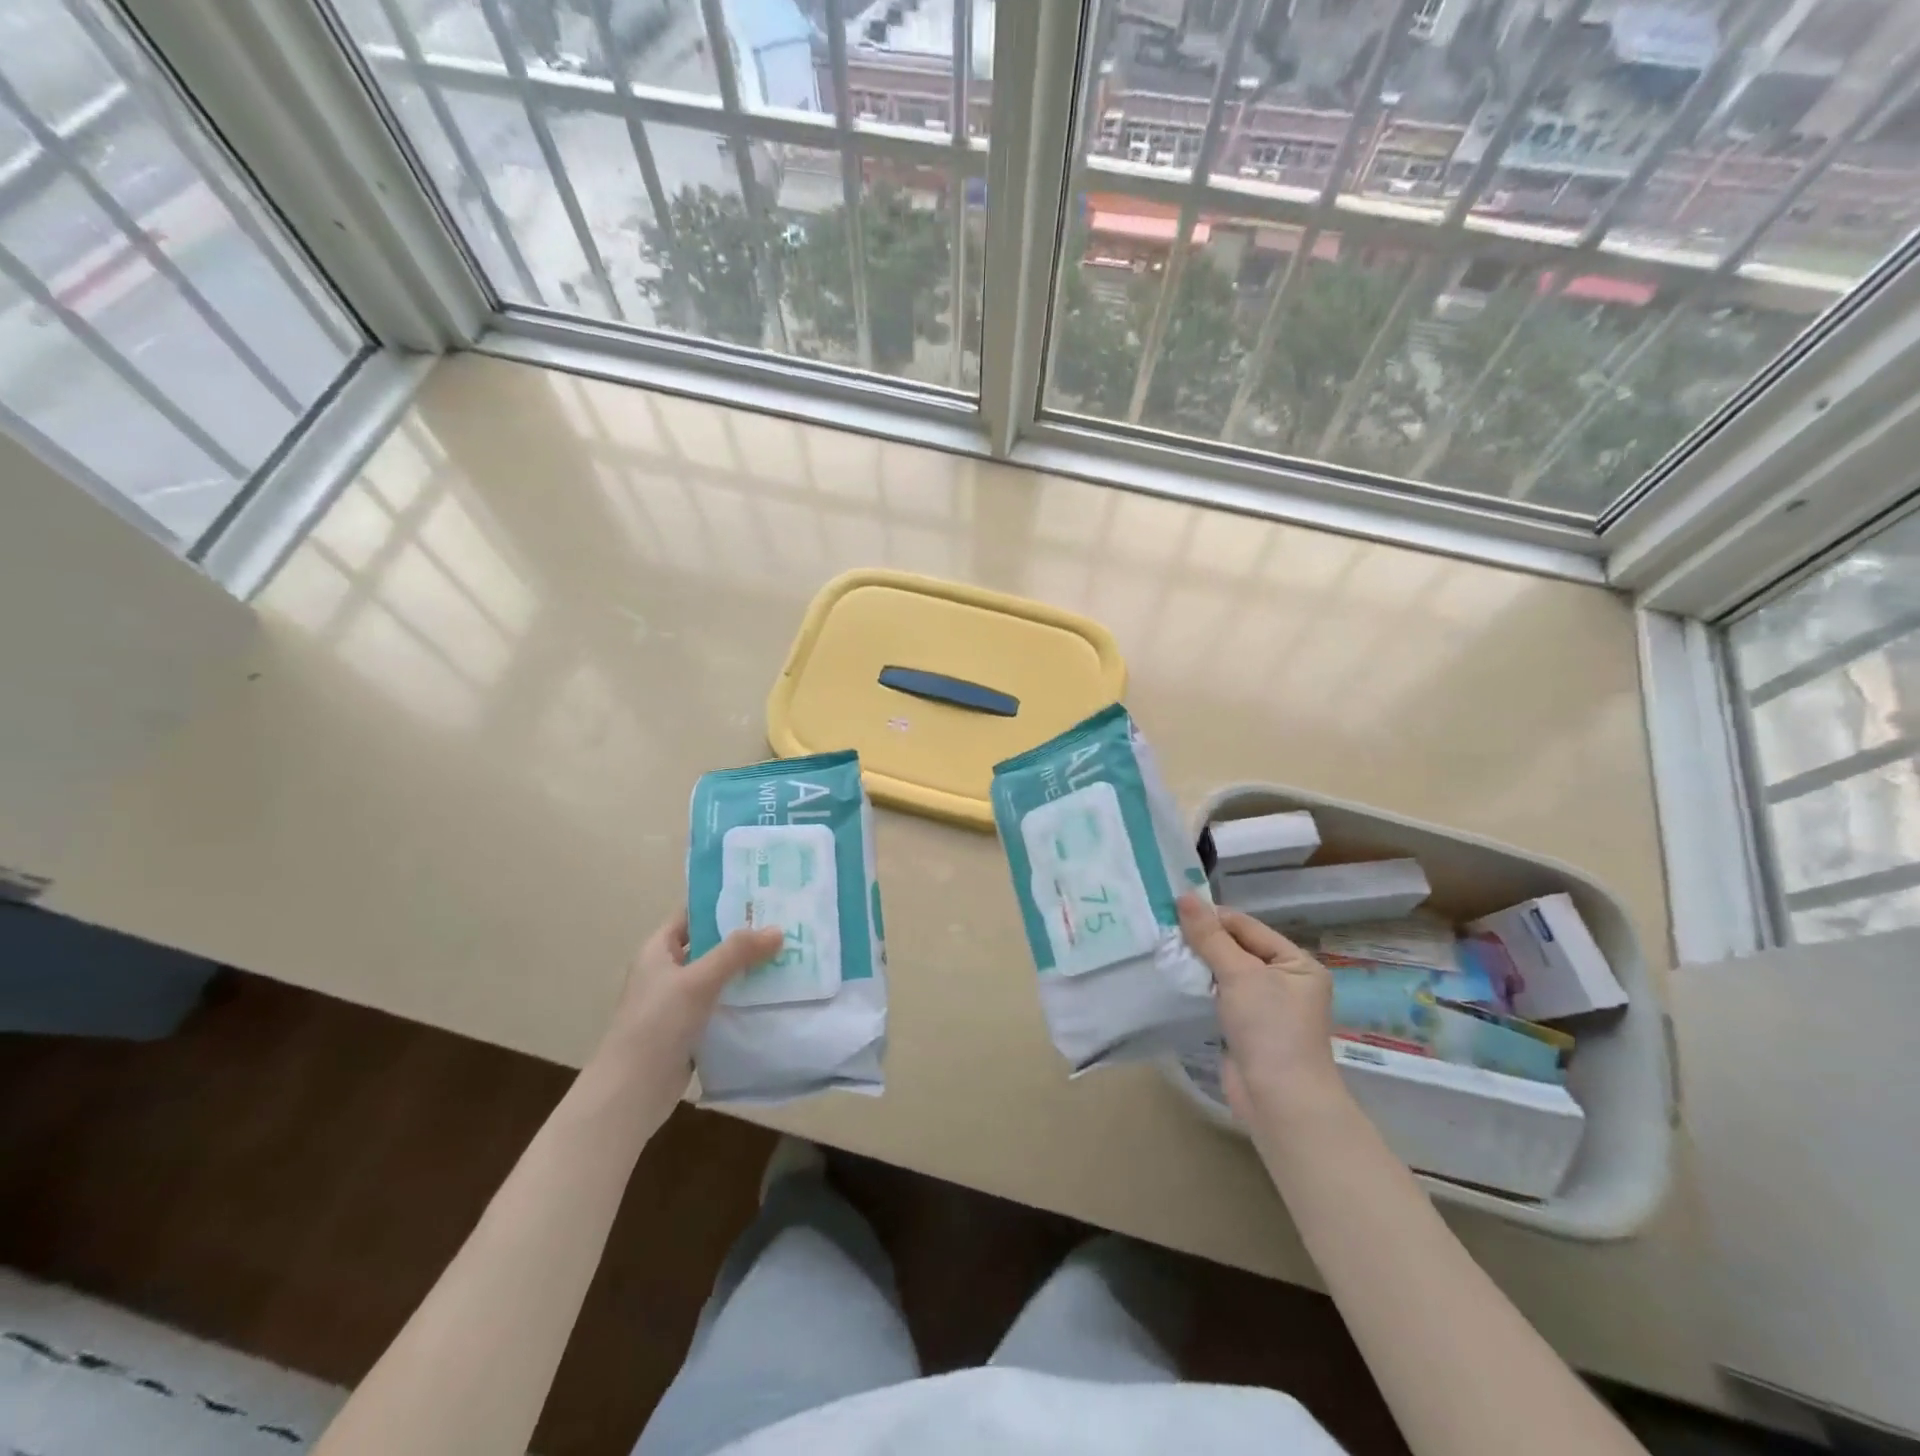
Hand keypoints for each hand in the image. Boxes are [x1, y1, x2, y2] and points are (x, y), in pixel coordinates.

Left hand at [600, 908, 783, 1112]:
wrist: (631, 1092)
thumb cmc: (657, 1024)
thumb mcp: (698, 980)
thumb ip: (737, 952)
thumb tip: (777, 929)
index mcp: (658, 951)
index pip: (692, 915)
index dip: (722, 904)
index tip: (761, 896)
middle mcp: (667, 972)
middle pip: (710, 945)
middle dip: (744, 938)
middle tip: (785, 926)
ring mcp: (678, 1003)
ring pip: (719, 977)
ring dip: (748, 970)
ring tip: (789, 956)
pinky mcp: (691, 1030)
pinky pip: (722, 1005)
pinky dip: (744, 1000)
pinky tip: (775, 995)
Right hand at [1176, 894, 1342, 1127]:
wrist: (1280, 1102)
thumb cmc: (1270, 1029)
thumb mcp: (1240, 974)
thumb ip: (1210, 937)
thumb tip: (1184, 897)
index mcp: (1297, 963)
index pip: (1248, 927)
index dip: (1212, 917)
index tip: (1173, 907)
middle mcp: (1285, 981)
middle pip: (1237, 947)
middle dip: (1203, 940)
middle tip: (1164, 927)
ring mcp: (1266, 1006)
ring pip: (1227, 972)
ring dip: (1199, 962)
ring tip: (1165, 948)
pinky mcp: (1247, 1028)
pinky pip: (1221, 995)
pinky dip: (1201, 986)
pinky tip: (1178, 977)